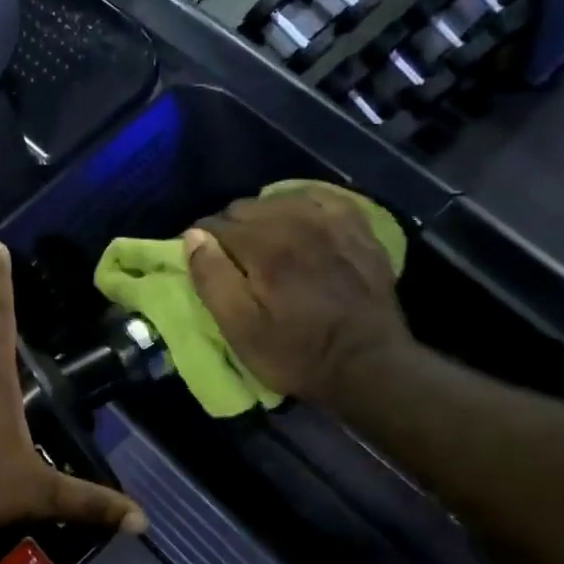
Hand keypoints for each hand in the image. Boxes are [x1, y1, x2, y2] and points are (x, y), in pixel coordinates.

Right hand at [183, 189, 412, 406]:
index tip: (205, 265)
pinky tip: (299, 223)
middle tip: (234, 262)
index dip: (202, 243)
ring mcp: (332, 221)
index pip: (214, 224)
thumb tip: (193, 236)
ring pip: (280, 199)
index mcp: (263, 247)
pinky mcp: (359, 228)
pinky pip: (322, 197)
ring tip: (264, 246)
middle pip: (245, 207)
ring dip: (264, 217)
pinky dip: (303, 206)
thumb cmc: (297, 354)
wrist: (370, 366)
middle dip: (231, 230)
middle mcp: (296, 222)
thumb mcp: (241, 330)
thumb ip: (212, 279)